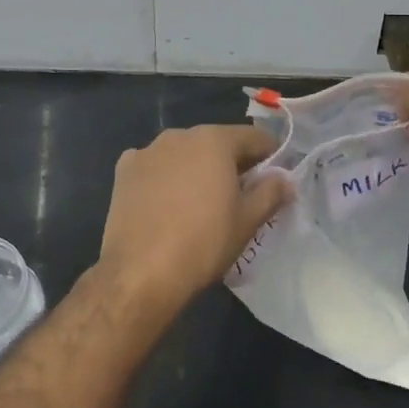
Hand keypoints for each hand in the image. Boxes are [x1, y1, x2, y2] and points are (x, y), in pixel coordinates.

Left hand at [95, 124, 290, 308]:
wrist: (140, 273)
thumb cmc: (203, 243)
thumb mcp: (247, 221)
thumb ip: (271, 192)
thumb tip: (285, 178)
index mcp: (214, 140)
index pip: (254, 137)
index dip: (270, 156)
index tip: (275, 180)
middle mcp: (179, 134)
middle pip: (217, 143)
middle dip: (232, 163)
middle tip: (240, 196)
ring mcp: (147, 150)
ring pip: (184, 153)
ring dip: (197, 169)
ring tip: (200, 203)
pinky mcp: (123, 171)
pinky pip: (155, 166)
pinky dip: (165, 177)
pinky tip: (165, 204)